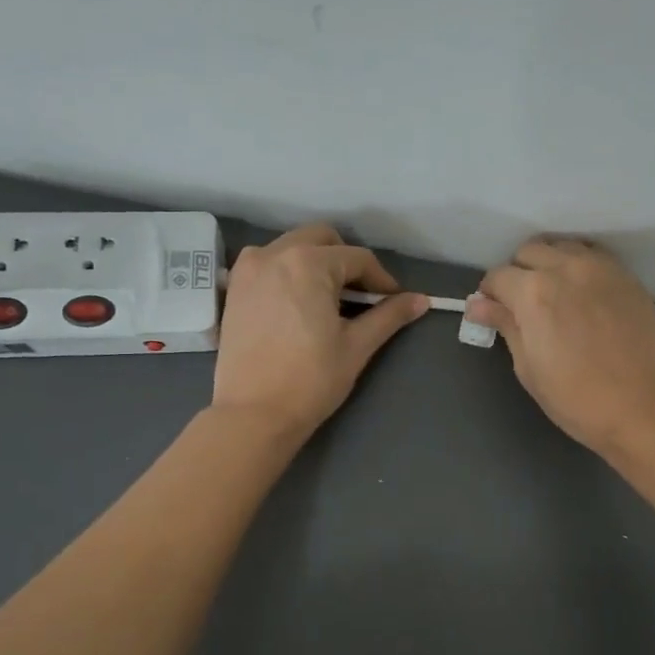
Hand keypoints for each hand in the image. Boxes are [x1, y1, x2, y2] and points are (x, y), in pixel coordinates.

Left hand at [212, 224, 427, 438]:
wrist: (254, 413)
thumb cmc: (311, 380)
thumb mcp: (357, 346)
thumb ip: (389, 316)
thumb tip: (421, 300)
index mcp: (308, 263)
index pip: (357, 259)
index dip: (381, 280)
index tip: (394, 302)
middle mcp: (274, 254)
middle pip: (322, 240)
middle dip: (346, 262)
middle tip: (360, 296)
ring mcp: (248, 269)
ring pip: (292, 247)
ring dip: (316, 263)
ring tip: (328, 300)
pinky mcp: (233, 289)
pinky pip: (267, 264)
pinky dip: (287, 273)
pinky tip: (298, 304)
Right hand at [468, 238, 654, 456]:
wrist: (642, 408)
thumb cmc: (575, 398)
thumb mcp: (528, 367)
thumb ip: (505, 325)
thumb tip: (478, 305)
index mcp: (534, 292)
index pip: (498, 276)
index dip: (490, 294)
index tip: (493, 312)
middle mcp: (566, 267)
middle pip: (529, 251)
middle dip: (518, 272)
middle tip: (522, 304)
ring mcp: (601, 268)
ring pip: (563, 246)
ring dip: (550, 263)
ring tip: (553, 294)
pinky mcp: (627, 277)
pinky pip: (594, 256)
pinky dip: (579, 266)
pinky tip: (582, 295)